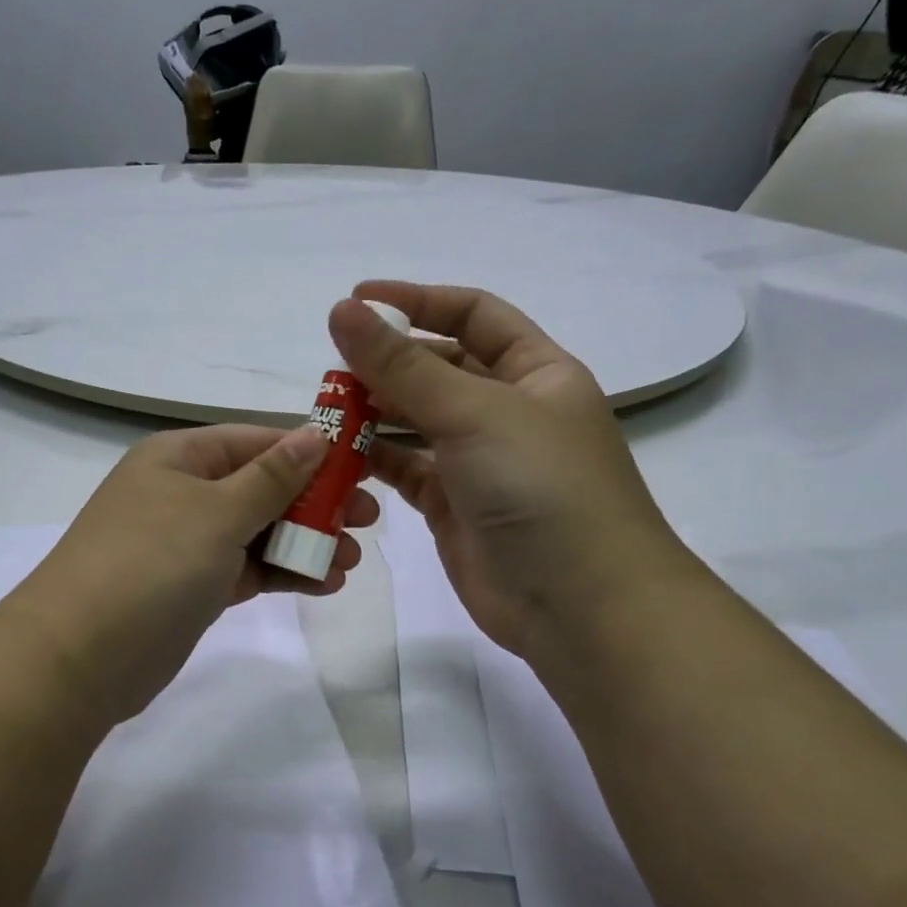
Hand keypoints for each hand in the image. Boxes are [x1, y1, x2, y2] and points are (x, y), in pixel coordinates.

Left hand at [10, 424, 378, 725]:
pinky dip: (281, 573)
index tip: (363, 469)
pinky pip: (246, 569)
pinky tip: (322, 583)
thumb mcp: (217, 511)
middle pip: (261, 487)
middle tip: (367, 522)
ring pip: (257, 531)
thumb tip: (316, 433)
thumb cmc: (151, 564)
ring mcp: (184, 543)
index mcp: (179, 457)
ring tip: (349, 561)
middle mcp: (181, 493)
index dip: (310, 452)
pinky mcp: (190, 588)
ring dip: (304, 543)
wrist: (78, 657)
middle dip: (314, 503)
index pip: (257, 441)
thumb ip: (272, 476)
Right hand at [329, 282, 692, 656]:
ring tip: (326, 409)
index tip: (357, 302)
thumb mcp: (473, 412)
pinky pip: (406, 470)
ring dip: (374, 411)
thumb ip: (402, 365)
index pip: (473, 315)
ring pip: (417, 421)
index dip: (417, 302)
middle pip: (439, 368)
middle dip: (388, 362)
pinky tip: (339, 454)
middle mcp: (508, 411)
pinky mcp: (453, 506)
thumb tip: (342, 311)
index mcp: (535, 373)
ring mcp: (480, 462)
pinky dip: (374, 459)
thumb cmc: (541, 488)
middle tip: (332, 367)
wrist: (580, 605)